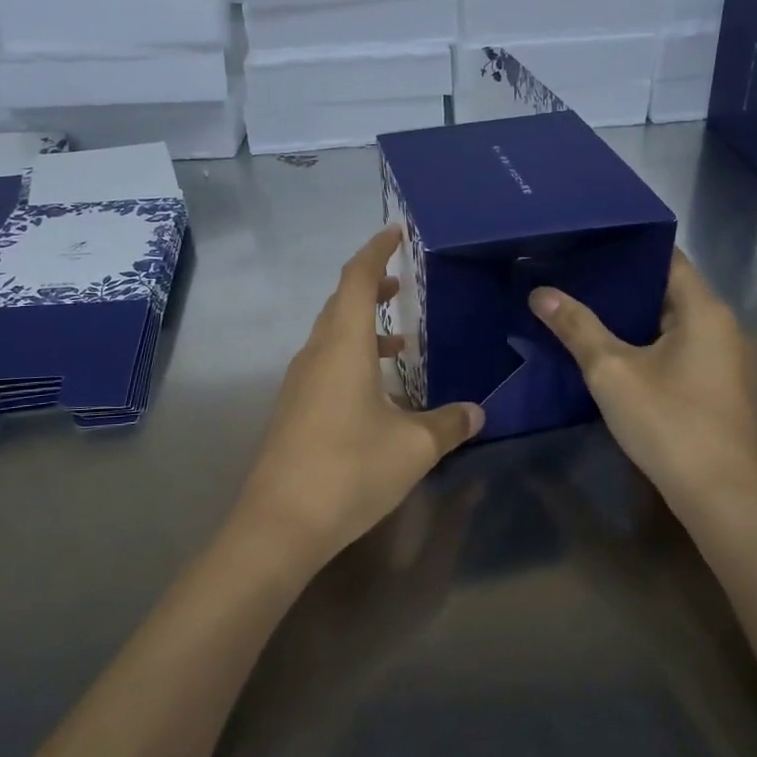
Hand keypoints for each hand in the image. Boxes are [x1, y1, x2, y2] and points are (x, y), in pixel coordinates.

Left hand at [234, 227, 482, 577]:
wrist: (279, 524)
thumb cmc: (350, 470)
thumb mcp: (413, 447)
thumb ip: (448, 424)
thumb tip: (477, 412)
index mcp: (343, 345)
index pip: (357, 279)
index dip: (376, 251)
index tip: (396, 232)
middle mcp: (316, 354)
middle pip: (341, 303)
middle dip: (371, 287)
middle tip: (401, 283)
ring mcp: (298, 383)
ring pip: (331, 336)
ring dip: (362, 327)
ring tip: (400, 341)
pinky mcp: (292, 410)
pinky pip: (324, 364)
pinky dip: (351, 358)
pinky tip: (377, 392)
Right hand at [528, 250, 756, 531]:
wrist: (720, 495)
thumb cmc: (668, 421)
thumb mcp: (612, 371)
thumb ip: (577, 327)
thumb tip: (541, 292)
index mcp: (704, 310)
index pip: (667, 257)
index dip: (628, 247)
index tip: (587, 243)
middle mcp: (721, 327)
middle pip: (668, 290)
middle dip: (622, 284)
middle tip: (574, 277)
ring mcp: (723, 360)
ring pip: (672, 323)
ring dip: (633, 318)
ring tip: (584, 310)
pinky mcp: (717, 388)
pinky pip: (679, 350)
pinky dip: (648, 344)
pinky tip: (613, 353)